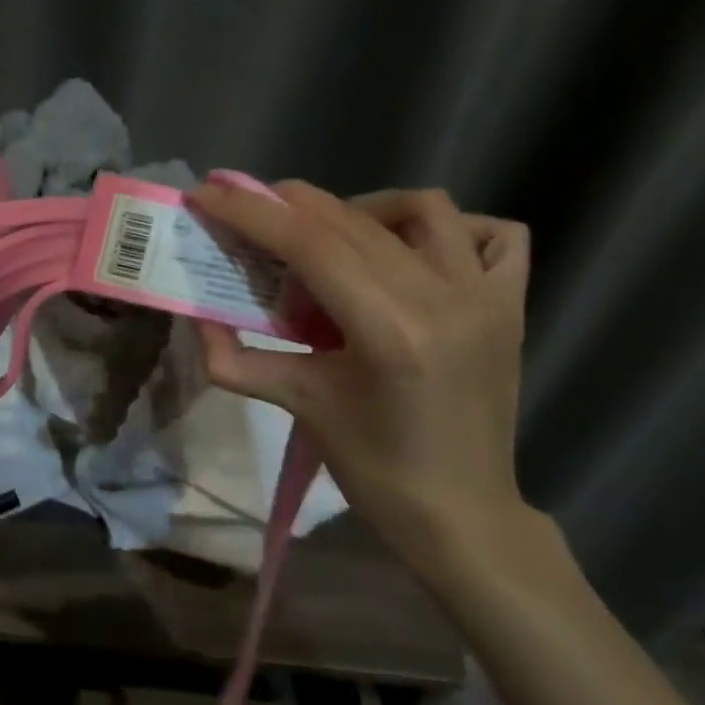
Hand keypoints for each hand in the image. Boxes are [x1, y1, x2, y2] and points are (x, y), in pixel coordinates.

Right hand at [188, 179, 532, 575]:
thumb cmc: (372, 468)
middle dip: (288, 205)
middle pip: (352, 222)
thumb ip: (235, 360)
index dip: (252, 213)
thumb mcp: (297, 407)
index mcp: (389, 330)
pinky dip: (448, 229)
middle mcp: (445, 298)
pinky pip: (494, 236)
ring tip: (328, 236)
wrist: (460, 511)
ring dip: (362, 208)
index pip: (310, 245)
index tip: (208, 192)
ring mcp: (488, 297)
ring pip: (422, 209)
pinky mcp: (511, 304)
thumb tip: (194, 319)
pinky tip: (411, 251)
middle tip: (247, 211)